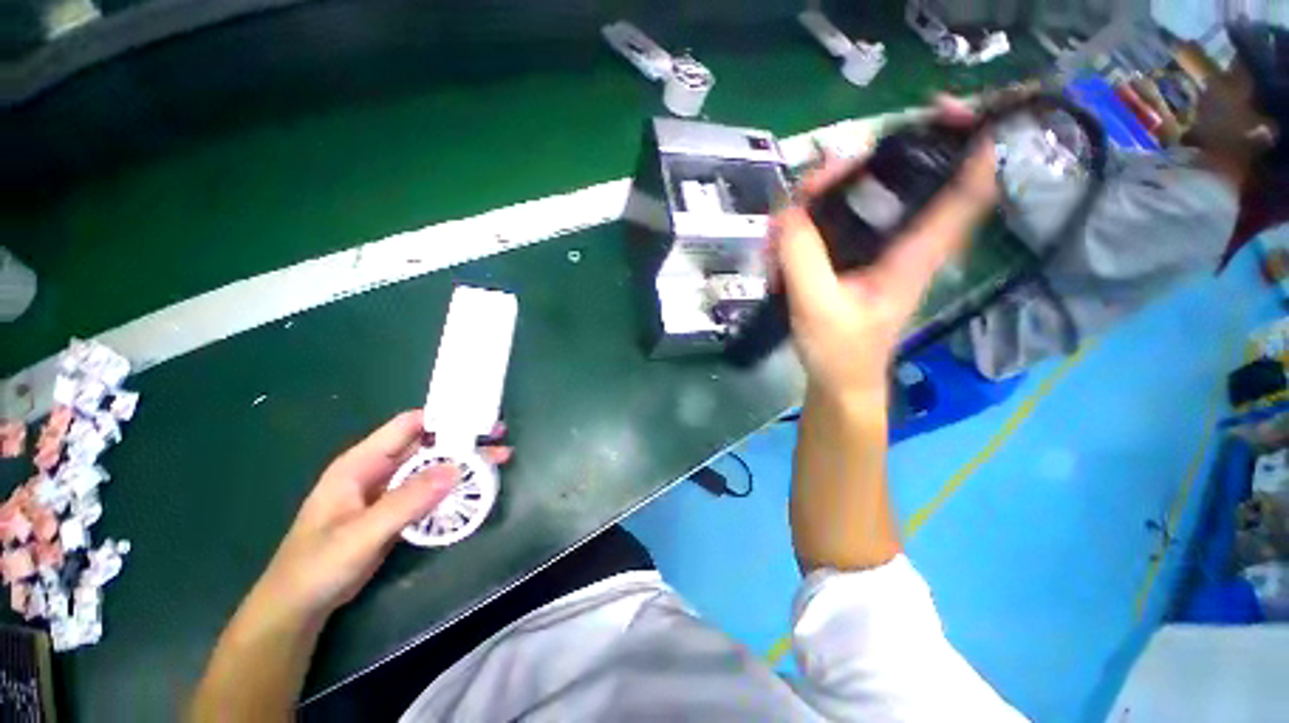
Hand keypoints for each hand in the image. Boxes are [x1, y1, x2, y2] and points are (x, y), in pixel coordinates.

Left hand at [251, 410, 511, 622]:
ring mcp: (389, 491)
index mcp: (363, 462)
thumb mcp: (361, 533)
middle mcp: (379, 470)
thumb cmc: (318, 565)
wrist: (300, 606)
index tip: (478, 418)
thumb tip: (456, 469)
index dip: (443, 417)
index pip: (408, 425)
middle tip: (499, 440)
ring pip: (433, 468)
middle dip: (464, 441)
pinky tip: (476, 489)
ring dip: (464, 465)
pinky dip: (454, 488)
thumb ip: (406, 501)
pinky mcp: (397, 511)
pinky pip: (430, 491)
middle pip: (428, 446)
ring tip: (498, 462)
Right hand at [773, 114, 998, 399]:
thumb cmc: (839, 351)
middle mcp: (902, 244)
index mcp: (914, 254)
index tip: (941, 110)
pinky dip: (806, 227)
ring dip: (821, 200)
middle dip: (855, 169)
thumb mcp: (817, 306)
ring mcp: (875, 252)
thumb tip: (788, 210)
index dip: (969, 143)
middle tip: (813, 182)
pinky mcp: (852, 261)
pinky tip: (780, 249)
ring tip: (783, 224)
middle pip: (895, 182)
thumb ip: (802, 256)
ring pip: (857, 202)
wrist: (838, 382)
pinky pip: (832, 226)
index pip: (965, 190)